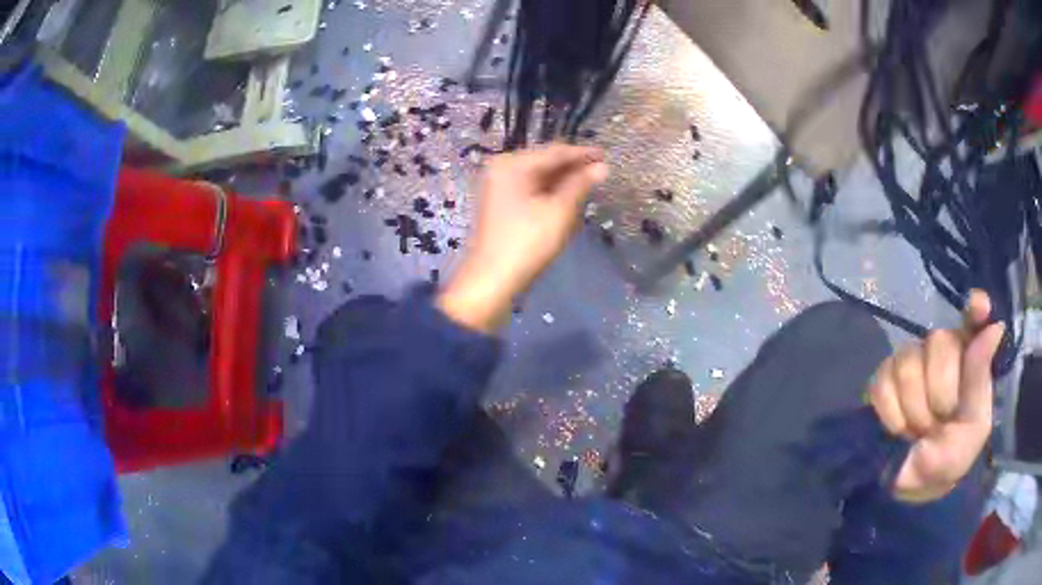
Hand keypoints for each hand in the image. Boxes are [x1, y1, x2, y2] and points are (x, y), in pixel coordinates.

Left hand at [437, 144, 608, 332]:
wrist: (491, 280)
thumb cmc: (527, 242)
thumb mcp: (559, 211)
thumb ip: (580, 184)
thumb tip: (602, 167)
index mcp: (512, 164)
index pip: (554, 152)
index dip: (582, 154)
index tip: (606, 155)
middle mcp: (501, 169)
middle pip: (544, 162)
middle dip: (572, 168)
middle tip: (601, 172)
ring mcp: (498, 187)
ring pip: (538, 177)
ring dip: (562, 182)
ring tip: (589, 185)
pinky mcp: (500, 205)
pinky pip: (529, 190)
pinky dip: (549, 193)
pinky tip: (566, 199)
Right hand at [868, 290, 1004, 502]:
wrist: (913, 484)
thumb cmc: (952, 455)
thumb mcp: (974, 427)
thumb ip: (979, 379)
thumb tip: (995, 327)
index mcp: (970, 355)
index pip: (973, 316)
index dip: (974, 308)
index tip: (980, 307)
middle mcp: (942, 348)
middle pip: (939, 343)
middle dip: (940, 395)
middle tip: (941, 422)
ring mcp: (911, 359)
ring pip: (909, 364)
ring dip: (915, 412)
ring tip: (920, 431)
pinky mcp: (883, 377)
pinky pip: (883, 384)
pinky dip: (893, 416)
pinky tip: (900, 429)